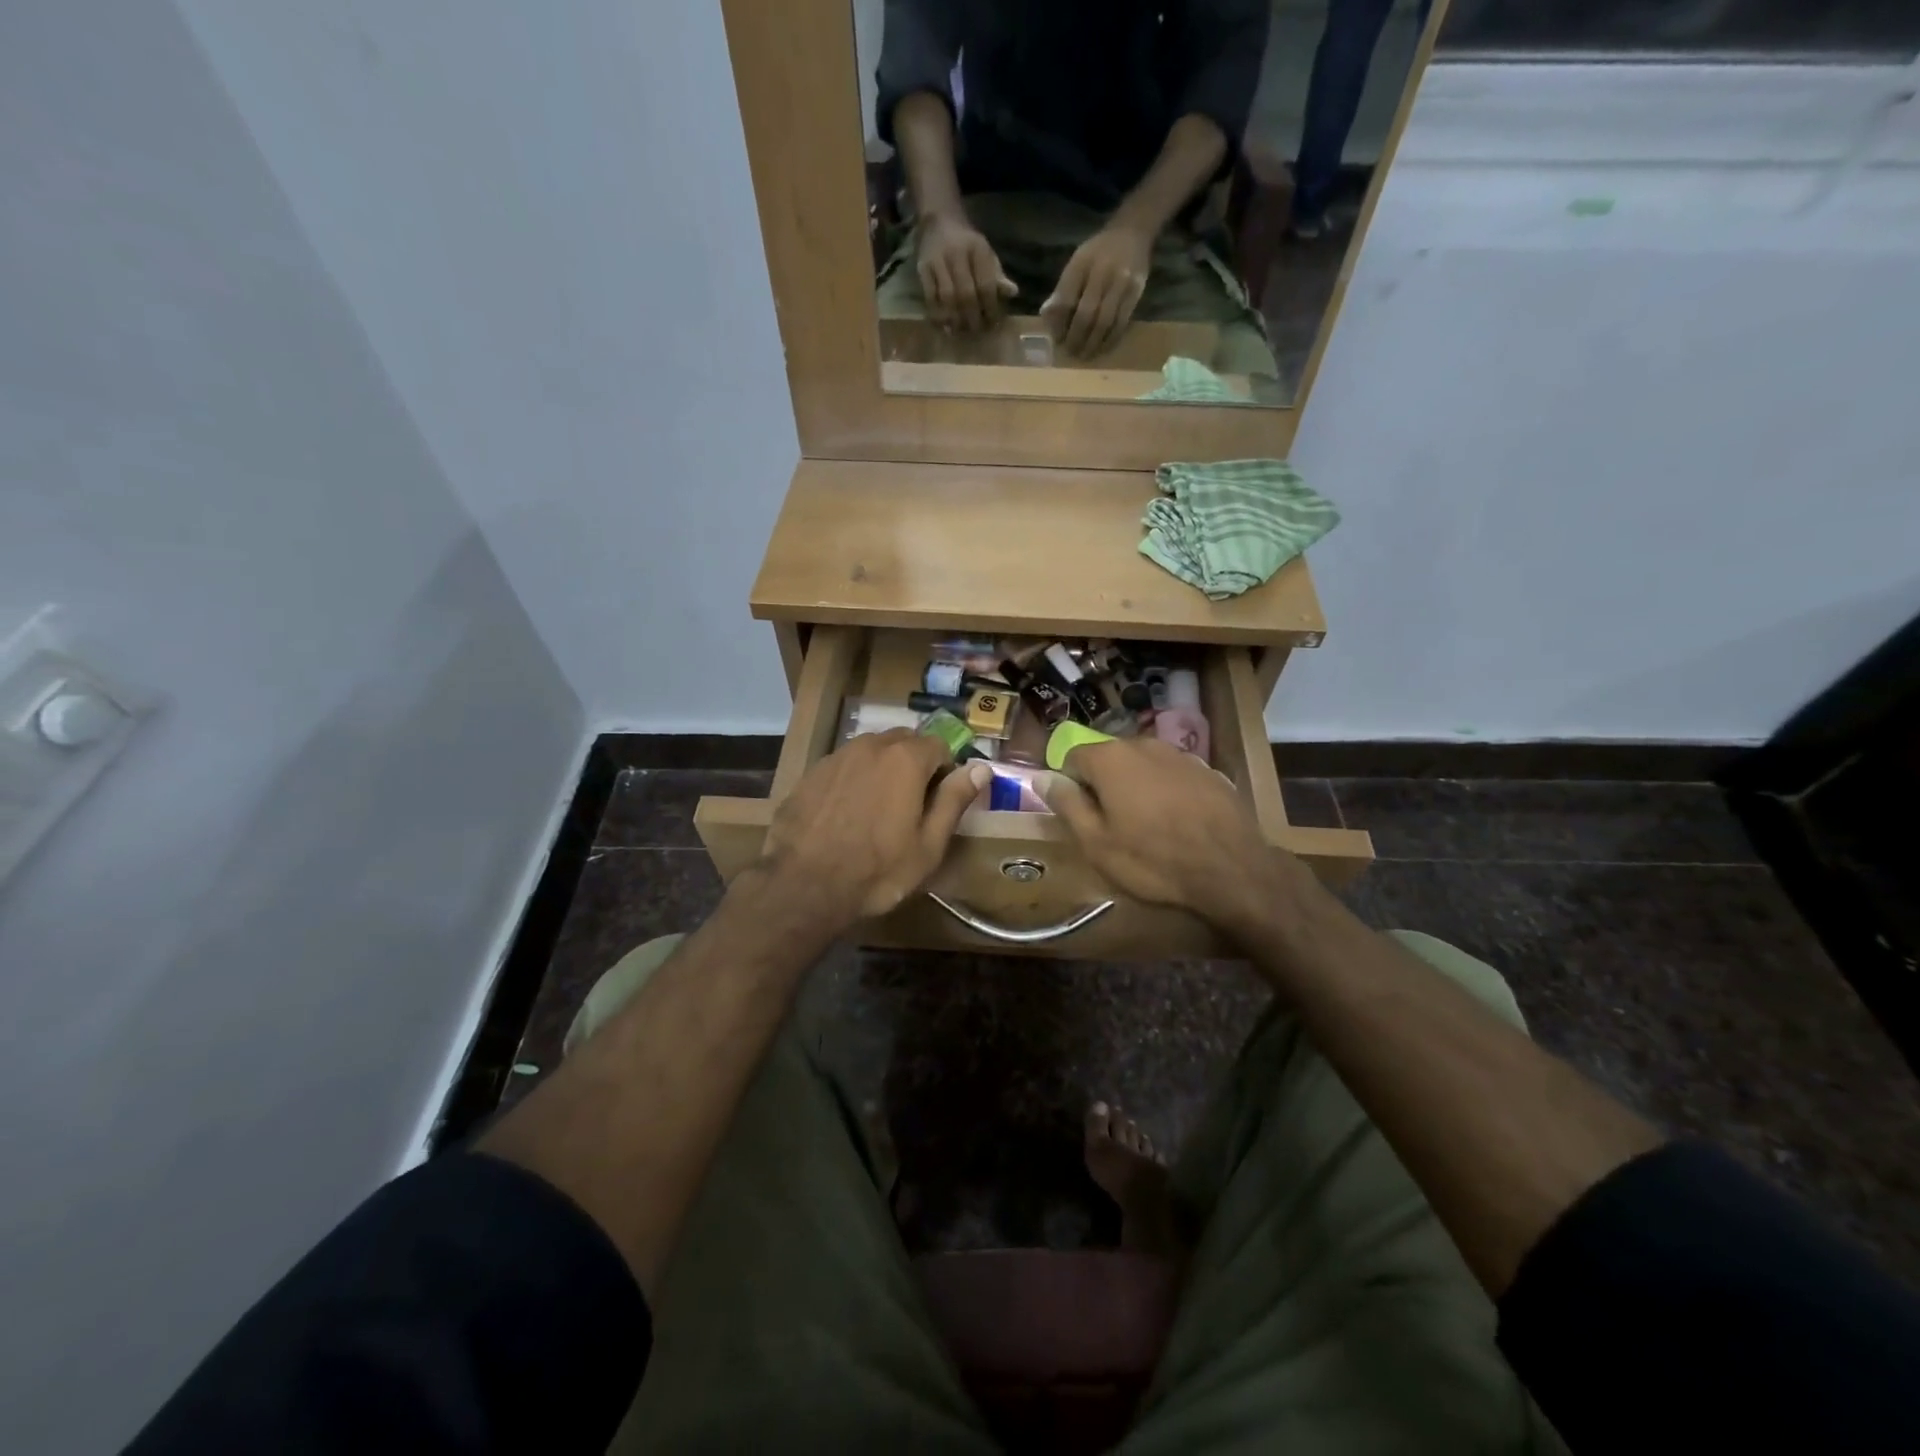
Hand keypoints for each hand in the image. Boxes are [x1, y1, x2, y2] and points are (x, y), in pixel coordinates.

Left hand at [755, 730, 987, 934]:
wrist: (803, 885)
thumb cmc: (877, 870)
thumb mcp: (928, 844)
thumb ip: (954, 800)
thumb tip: (980, 768)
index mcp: (906, 759)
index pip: (940, 746)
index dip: (945, 771)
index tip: (940, 801)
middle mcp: (871, 745)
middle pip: (904, 742)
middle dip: (915, 764)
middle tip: (912, 804)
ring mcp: (837, 756)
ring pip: (872, 751)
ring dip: (883, 769)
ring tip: (879, 808)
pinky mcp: (811, 773)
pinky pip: (844, 765)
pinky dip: (854, 779)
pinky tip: (848, 813)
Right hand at [916, 211, 1016, 331]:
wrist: (939, 222)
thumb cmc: (967, 245)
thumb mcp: (986, 254)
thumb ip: (997, 275)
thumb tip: (1013, 292)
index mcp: (978, 249)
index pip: (986, 285)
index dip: (990, 308)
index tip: (992, 324)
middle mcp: (957, 253)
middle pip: (966, 294)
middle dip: (972, 317)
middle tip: (976, 331)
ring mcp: (938, 261)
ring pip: (948, 298)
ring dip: (955, 319)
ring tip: (960, 331)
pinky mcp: (923, 268)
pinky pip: (930, 296)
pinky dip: (937, 314)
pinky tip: (944, 325)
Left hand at [1042, 222, 1152, 356]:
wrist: (1133, 231)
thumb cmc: (1098, 252)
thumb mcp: (1076, 263)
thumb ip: (1062, 290)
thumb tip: (1046, 318)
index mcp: (1081, 264)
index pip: (1066, 302)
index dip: (1059, 326)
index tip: (1057, 340)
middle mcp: (1101, 272)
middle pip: (1085, 315)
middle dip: (1076, 339)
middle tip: (1070, 353)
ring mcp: (1121, 283)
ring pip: (1104, 323)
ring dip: (1092, 344)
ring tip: (1085, 355)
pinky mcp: (1135, 292)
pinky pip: (1121, 323)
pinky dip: (1110, 339)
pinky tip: (1102, 347)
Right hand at [1048, 737, 1314, 941]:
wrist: (1232, 869)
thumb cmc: (1152, 859)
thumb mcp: (1096, 842)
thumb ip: (1067, 804)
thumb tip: (1041, 777)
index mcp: (1110, 758)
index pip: (1072, 756)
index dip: (1070, 785)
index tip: (1079, 815)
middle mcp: (1143, 744)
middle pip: (1109, 758)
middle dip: (1104, 784)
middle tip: (1111, 824)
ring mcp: (1180, 755)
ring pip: (1143, 765)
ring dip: (1136, 787)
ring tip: (1146, 825)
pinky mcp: (1209, 771)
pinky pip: (1172, 776)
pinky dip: (1166, 792)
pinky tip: (1177, 823)